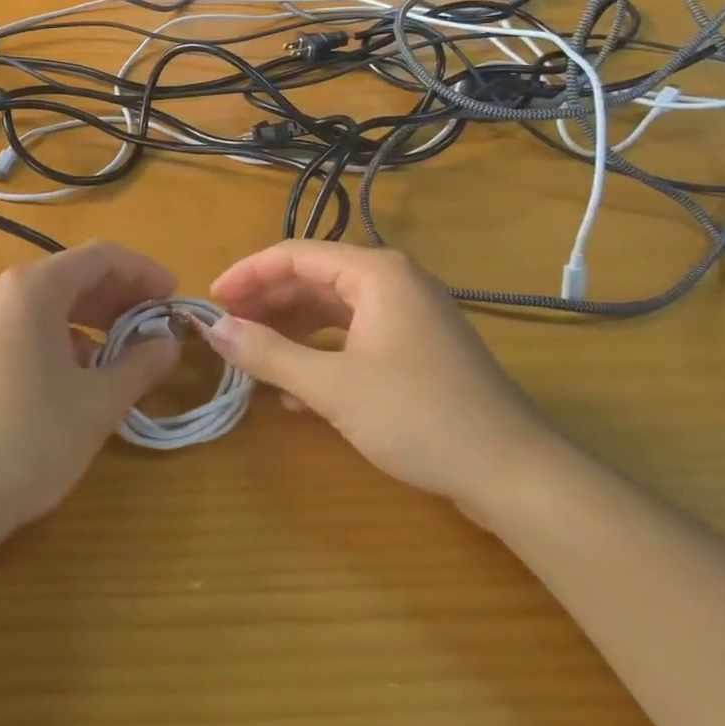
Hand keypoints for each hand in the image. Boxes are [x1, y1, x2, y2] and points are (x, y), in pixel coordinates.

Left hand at [0, 241, 178, 539]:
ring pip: (50, 302)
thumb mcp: (97, 404)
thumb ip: (141, 364)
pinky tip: (80, 373)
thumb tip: (169, 342)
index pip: (101, 257)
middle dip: (121, 296)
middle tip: (156, 325)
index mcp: (32, 289)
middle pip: (73, 275)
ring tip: (125, 351)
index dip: (144, 272)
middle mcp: (1, 292)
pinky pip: (26, 325)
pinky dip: (63, 336)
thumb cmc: (27, 441)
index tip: (174, 298)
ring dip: (93, 318)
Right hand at [205, 241, 560, 521]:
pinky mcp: (416, 345)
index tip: (212, 301)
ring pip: (333, 307)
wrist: (512, 471)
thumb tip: (214, 330)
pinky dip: (321, 351)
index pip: (294, 255)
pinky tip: (296, 387)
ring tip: (254, 357)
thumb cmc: (418, 416)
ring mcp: (408, 313)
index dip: (247, 274)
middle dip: (267, 302)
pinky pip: (354, 333)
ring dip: (291, 329)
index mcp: (375, 272)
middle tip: (227, 329)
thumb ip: (269, 354)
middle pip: (313, 277)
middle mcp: (392, 280)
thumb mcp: (332, 387)